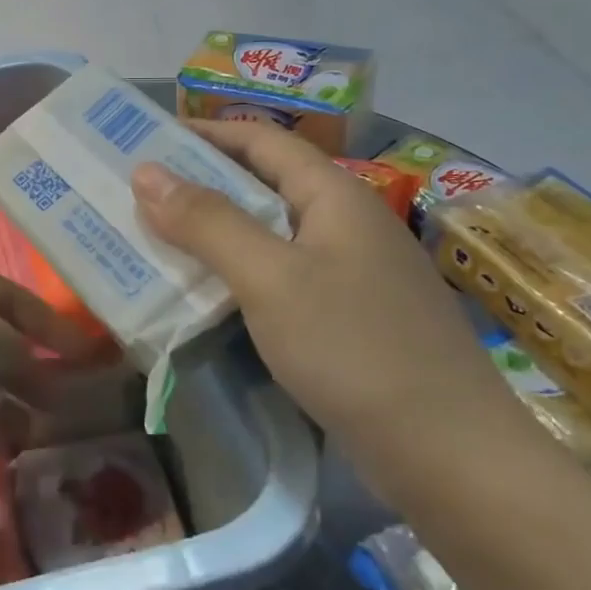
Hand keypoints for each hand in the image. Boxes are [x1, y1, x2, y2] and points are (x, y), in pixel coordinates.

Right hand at [130, 121, 535, 493]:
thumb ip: (206, 222)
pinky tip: (204, 293)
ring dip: (213, 231)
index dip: (203, 132)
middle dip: (199, 184)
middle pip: (263, 184)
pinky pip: (280, 275)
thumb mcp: (269, 278)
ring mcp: (352, 272)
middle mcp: (346, 223)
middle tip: (138, 194)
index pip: (261, 140)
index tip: (146, 140)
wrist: (452, 457)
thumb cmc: (354, 349)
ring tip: (155, 238)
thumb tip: (145, 171)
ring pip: (269, 234)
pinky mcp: (349, 316)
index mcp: (334, 196)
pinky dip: (237, 272)